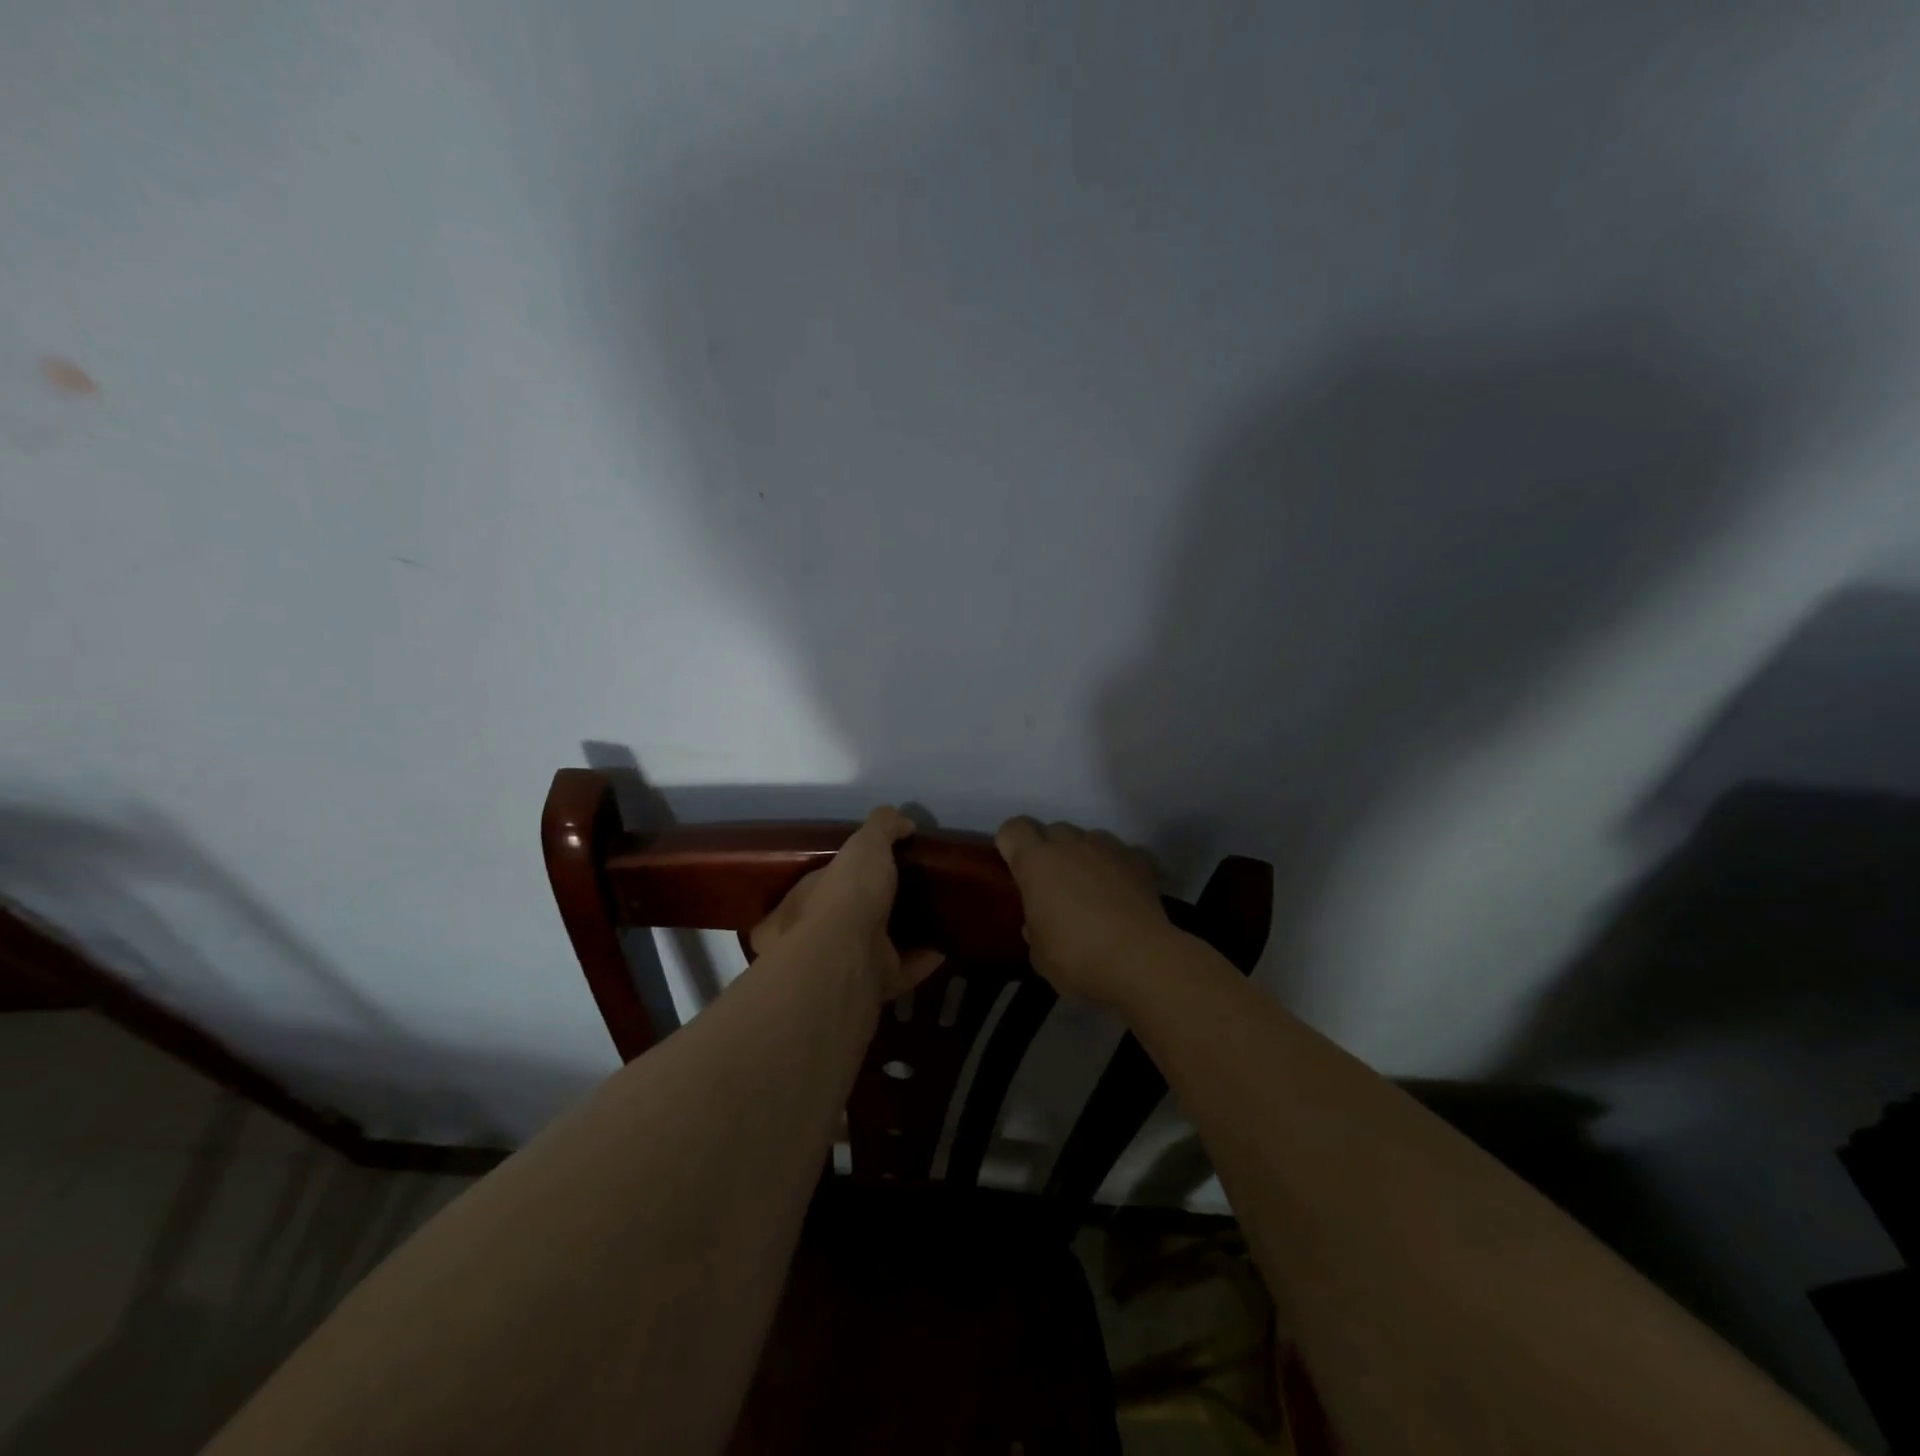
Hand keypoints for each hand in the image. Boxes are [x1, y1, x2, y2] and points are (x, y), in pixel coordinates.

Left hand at [749, 807, 944, 1002]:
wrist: (847, 956)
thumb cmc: (846, 893)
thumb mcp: (864, 844)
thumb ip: (883, 827)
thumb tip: (904, 822)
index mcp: (808, 898)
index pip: (827, 879)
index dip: (851, 870)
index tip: (883, 863)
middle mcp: (820, 933)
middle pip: (851, 916)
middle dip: (877, 906)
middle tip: (912, 890)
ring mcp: (846, 963)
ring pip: (876, 946)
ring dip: (902, 935)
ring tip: (933, 917)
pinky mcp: (873, 986)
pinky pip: (903, 970)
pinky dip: (923, 960)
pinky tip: (946, 946)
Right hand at [994, 817, 1176, 1005]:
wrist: (1142, 961)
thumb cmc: (1079, 957)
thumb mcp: (1039, 954)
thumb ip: (1034, 928)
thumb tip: (1039, 923)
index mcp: (1036, 862)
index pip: (1013, 829)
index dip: (1010, 845)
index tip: (1015, 869)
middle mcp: (1070, 844)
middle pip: (1051, 830)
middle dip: (1047, 850)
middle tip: (1051, 885)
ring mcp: (1108, 848)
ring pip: (1087, 837)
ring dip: (1082, 855)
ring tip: (1089, 888)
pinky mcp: (1139, 860)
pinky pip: (1121, 853)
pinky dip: (1117, 866)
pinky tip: (1121, 891)